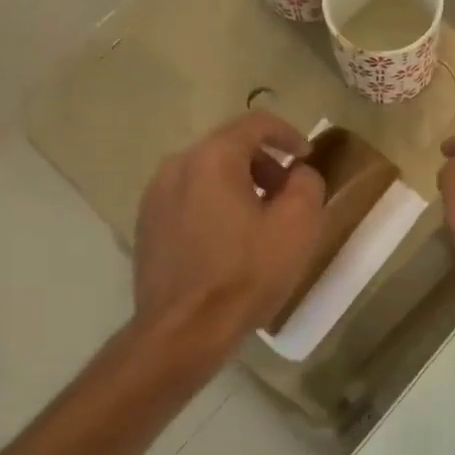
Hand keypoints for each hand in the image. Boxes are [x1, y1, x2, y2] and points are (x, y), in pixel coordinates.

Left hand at [133, 111, 325, 348]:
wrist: (184, 330)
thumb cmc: (246, 274)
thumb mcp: (298, 226)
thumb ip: (307, 184)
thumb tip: (298, 174)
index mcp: (212, 158)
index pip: (256, 123)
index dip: (288, 135)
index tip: (306, 158)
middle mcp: (176, 166)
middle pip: (229, 147)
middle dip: (264, 164)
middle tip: (287, 196)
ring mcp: (155, 197)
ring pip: (206, 174)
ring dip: (239, 186)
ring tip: (260, 223)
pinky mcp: (147, 226)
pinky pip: (188, 199)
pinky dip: (214, 206)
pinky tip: (228, 243)